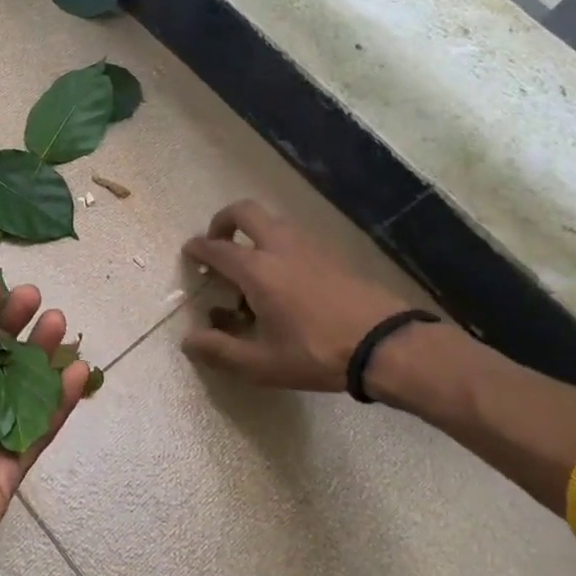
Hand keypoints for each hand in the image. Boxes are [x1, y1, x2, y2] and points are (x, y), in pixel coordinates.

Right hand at [181, 200, 413, 392]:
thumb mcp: (261, 364)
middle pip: (245, 212)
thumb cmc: (316, 354)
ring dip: (253, 233)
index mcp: (257, 270)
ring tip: (251, 268)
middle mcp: (280, 247)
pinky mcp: (333, 255)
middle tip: (218, 243)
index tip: (189, 252)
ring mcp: (310, 247)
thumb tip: (188, 341)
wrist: (387, 344)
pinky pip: (295, 237)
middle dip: (223, 221)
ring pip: (273, 222)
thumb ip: (219, 351)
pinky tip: (285, 280)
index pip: (217, 248)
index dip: (198, 248)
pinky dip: (278, 245)